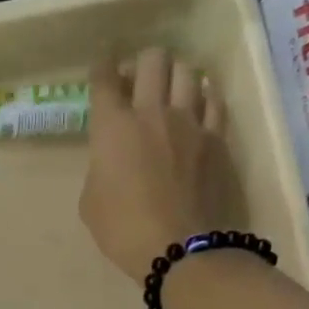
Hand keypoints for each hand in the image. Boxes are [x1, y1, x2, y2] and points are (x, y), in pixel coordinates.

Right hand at [79, 48, 229, 282]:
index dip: (102, 67)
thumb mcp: (91, 202)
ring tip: (172, 90)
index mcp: (113, 128)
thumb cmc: (123, 230)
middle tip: (139, 80)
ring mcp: (190, 122)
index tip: (104, 67)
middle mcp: (152, 113)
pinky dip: (204, 97)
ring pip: (187, 72)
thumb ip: (100, 169)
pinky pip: (214, 101)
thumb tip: (112, 161)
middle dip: (143, 63)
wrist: (179, 249)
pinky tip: (200, 104)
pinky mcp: (217, 139)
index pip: (105, 79)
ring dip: (175, 76)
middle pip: (153, 60)